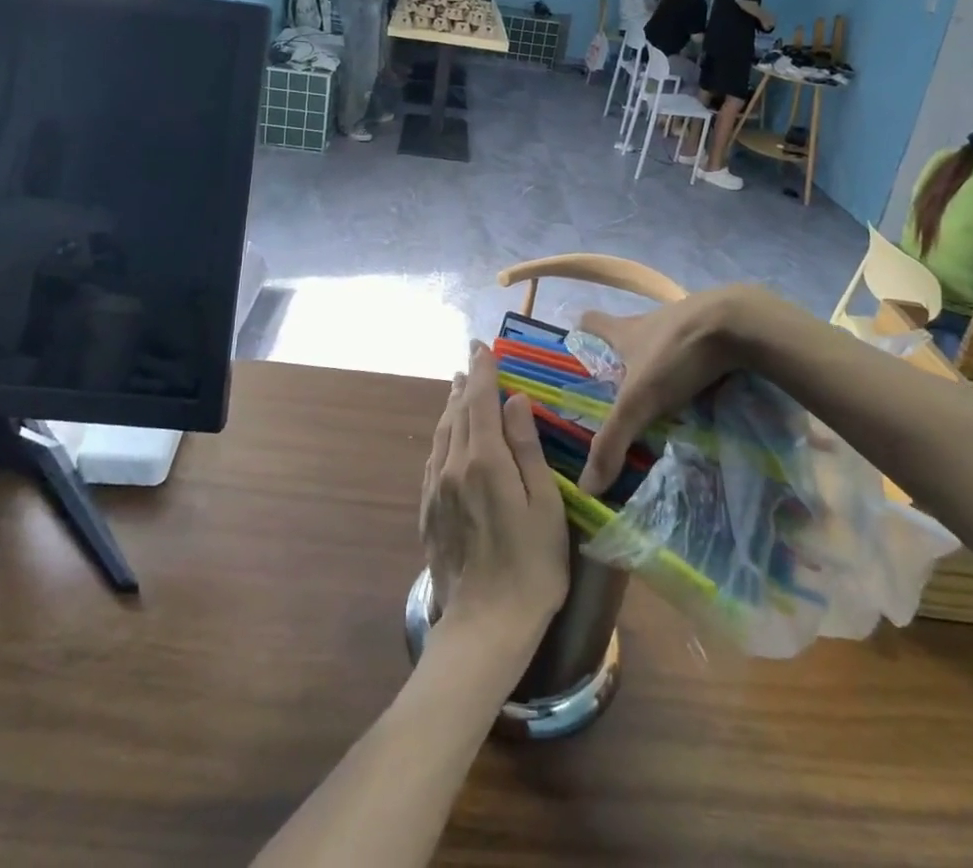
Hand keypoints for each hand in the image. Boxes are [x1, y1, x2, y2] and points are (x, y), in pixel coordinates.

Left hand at [421, 345, 567, 646]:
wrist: (484, 626)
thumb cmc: (531, 566)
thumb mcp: (544, 505)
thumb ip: (526, 449)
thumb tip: (515, 401)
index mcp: (484, 460)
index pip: (480, 401)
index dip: (483, 371)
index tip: (483, 346)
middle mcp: (453, 466)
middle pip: (457, 413)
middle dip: (466, 384)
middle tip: (472, 361)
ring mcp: (436, 490)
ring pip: (442, 434)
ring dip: (452, 407)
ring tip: (459, 388)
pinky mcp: (428, 512)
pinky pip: (434, 460)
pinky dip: (442, 436)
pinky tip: (446, 437)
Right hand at [576, 289, 755, 495]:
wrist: (739, 323)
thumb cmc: (676, 354)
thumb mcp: (639, 401)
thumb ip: (613, 441)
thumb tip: (586, 486)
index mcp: (627, 331)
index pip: (592, 322)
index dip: (583, 332)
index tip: (578, 346)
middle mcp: (652, 322)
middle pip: (630, 335)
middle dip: (625, 360)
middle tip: (622, 391)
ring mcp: (688, 323)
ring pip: (666, 345)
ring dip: (663, 367)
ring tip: (665, 401)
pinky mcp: (718, 330)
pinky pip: (700, 352)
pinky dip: (698, 371)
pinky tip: (706, 394)